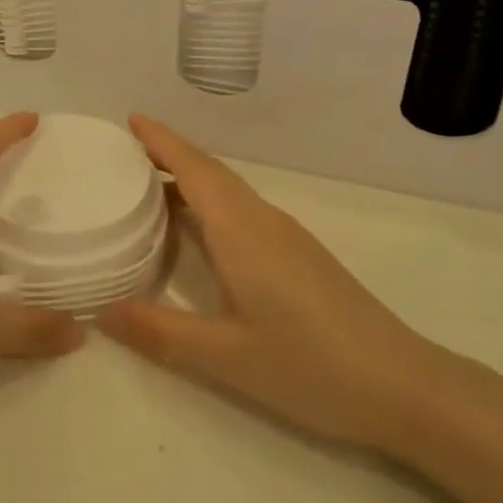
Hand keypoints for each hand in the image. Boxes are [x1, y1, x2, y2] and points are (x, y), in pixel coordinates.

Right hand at [99, 116, 447, 454]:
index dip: (161, 141)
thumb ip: (160, 332)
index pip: (193, 169)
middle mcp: (262, 220)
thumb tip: (100, 310)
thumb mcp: (225, 357)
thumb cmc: (310, 366)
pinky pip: (243, 210)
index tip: (132, 117)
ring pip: (229, 190)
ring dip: (191, 178)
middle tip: (127, 149)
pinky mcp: (299, 254)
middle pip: (210, 171)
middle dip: (170, 152)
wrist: (401, 385)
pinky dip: (210, 203)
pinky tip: (199, 231)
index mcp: (241, 231)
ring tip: (150, 184)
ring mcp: (286, 236)